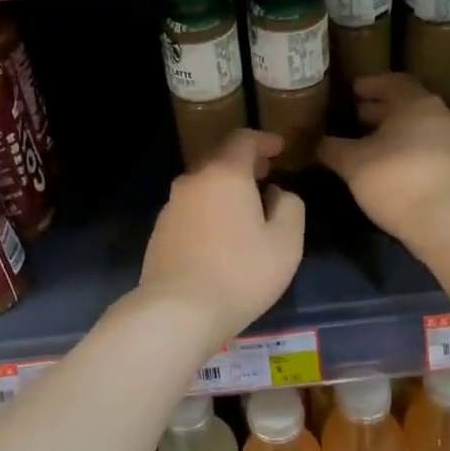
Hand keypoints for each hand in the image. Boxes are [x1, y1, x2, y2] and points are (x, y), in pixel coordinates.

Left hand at [139, 129, 304, 343]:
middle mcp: (193, 181)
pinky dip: (208, 209)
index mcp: (225, 174)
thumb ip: (290, 207)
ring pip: (202, 185)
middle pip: (219, 159)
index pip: (243, 140)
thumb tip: (277, 193)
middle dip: (244, 163)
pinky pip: (190, 209)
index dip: (264, 140)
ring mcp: (171, 206)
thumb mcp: (286, 242)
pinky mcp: (159, 231)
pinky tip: (219, 234)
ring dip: (224, 189)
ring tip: (244, 207)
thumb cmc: (241, 273)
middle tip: (265, 175)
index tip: (279, 149)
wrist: (178, 311)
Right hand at [318, 75, 449, 245]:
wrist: (445, 222)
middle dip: (381, 109)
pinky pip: (428, 148)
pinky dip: (408, 149)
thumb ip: (333, 148)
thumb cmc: (395, 180)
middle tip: (356, 116)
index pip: (393, 82)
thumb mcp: (352, 164)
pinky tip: (389, 165)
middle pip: (408, 105)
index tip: (353, 90)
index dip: (372, 84)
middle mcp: (440, 115)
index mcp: (416, 104)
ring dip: (395, 131)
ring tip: (369, 143)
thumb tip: (319, 142)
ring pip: (419, 127)